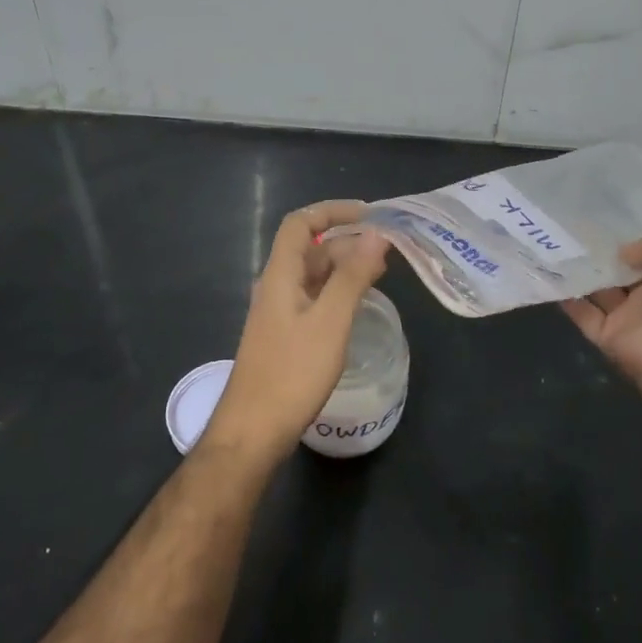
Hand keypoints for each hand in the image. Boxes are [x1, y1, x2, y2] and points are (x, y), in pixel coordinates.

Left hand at [203, 201, 390, 464]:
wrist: (253, 431)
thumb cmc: (292, 373)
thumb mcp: (330, 321)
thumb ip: (353, 276)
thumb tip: (376, 235)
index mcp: (280, 275)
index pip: (300, 224)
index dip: (332, 211)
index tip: (370, 214)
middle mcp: (276, 287)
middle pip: (310, 249)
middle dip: (348, 241)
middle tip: (387, 250)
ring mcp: (279, 313)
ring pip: (314, 276)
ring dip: (345, 267)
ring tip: (381, 273)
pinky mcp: (286, 336)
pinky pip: (314, 299)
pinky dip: (338, 292)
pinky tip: (359, 305)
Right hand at [562, 232, 641, 398]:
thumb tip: (623, 253)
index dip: (633, 244)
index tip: (607, 228)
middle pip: (623, 275)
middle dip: (603, 257)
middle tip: (574, 232)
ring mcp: (630, 320)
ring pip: (601, 293)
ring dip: (582, 274)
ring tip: (558, 248)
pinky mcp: (608, 338)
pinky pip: (584, 315)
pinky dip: (568, 299)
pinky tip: (551, 275)